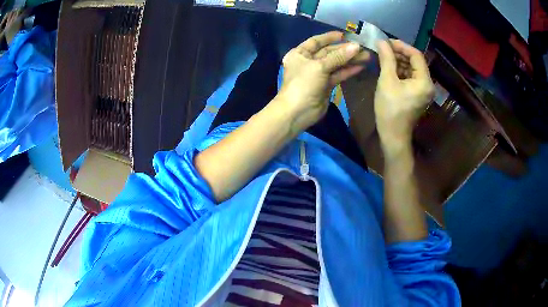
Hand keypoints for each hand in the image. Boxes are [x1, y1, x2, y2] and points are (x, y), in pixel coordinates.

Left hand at [275, 31, 369, 132]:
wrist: (297, 112)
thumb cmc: (303, 84)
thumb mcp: (319, 66)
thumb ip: (338, 56)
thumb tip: (356, 46)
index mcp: (300, 54)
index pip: (316, 41)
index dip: (330, 38)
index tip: (345, 35)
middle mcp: (308, 62)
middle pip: (328, 53)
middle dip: (345, 50)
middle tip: (363, 48)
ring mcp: (317, 74)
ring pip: (335, 64)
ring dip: (350, 60)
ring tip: (366, 57)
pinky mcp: (325, 85)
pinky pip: (338, 75)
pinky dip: (348, 71)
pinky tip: (360, 67)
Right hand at [374, 40, 433, 153]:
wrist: (393, 135)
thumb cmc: (390, 109)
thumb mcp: (387, 81)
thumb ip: (386, 58)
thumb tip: (381, 41)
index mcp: (424, 81)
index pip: (416, 55)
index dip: (401, 46)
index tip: (386, 42)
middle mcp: (428, 84)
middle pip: (415, 61)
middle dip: (399, 53)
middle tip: (383, 49)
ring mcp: (423, 90)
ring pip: (412, 69)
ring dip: (399, 61)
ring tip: (384, 57)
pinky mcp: (417, 95)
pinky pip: (411, 77)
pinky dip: (400, 71)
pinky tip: (389, 68)